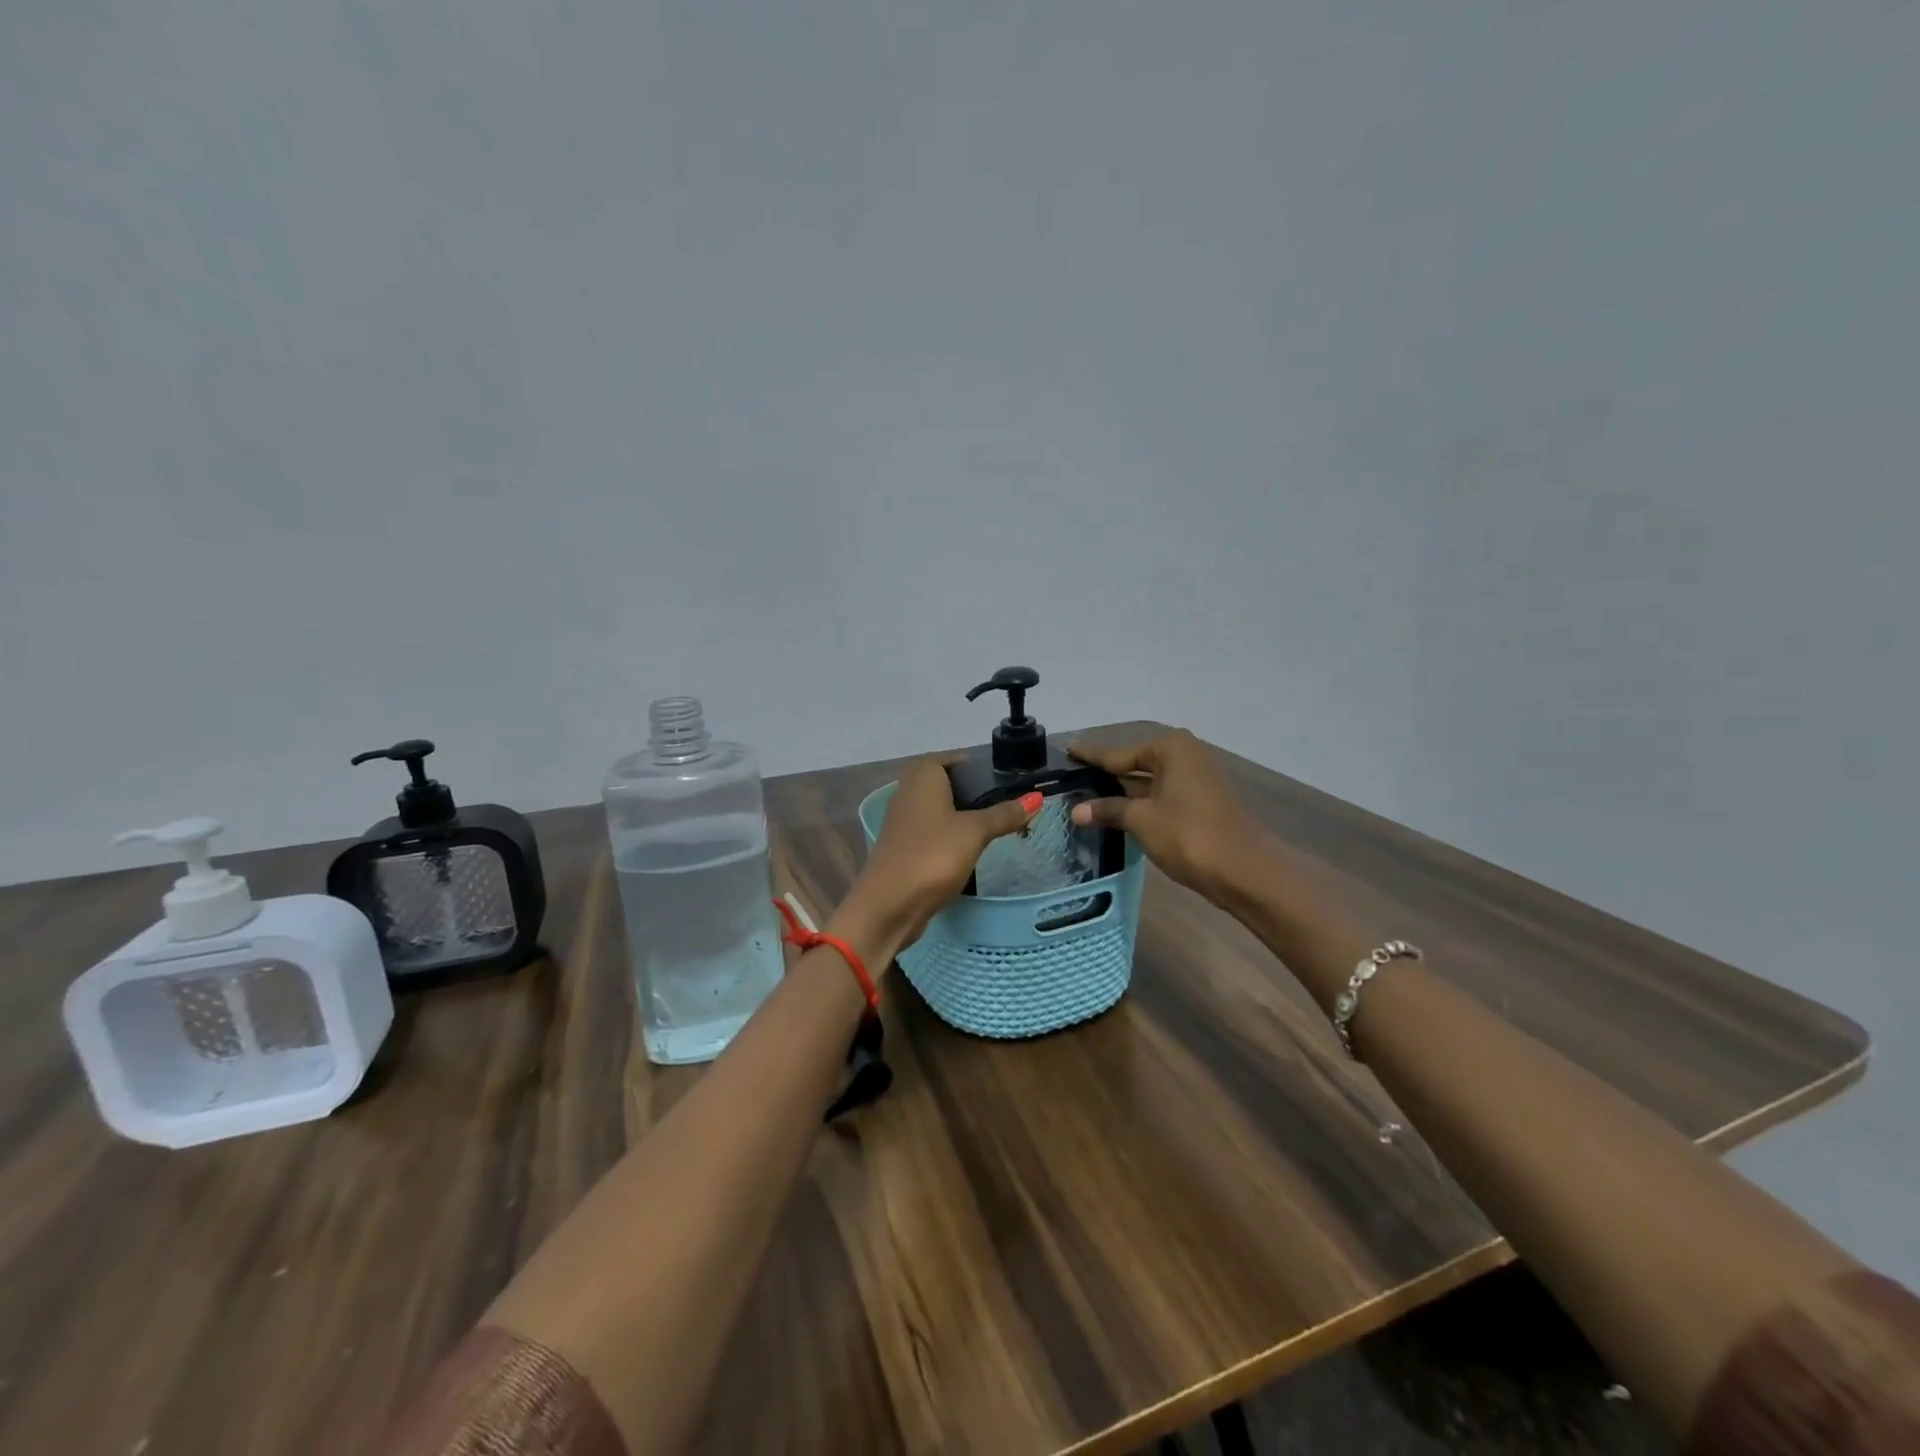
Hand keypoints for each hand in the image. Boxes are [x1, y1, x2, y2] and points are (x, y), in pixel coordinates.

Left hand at [833, 756, 1038, 959]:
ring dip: (962, 817)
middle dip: (973, 792)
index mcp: (922, 777)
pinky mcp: (904, 849)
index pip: (950, 759)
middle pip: (945, 785)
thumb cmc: (933, 855)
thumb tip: (1036, 797)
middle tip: (1005, 803)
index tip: (1003, 778)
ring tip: (996, 827)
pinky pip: (933, 833)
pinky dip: (951, 837)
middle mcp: (908, 793)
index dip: (975, 766)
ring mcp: (903, 823)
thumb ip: (1004, 814)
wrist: (888, 905)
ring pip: (939, 810)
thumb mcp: (975, 832)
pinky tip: (971, 850)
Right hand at [1069, 729, 1263, 903]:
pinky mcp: (1199, 803)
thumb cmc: (1189, 835)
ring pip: (1147, 782)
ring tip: (1085, 797)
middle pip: (1134, 763)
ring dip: (1121, 792)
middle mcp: (1185, 755)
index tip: (1067, 749)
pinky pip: (1160, 796)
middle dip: (1106, 774)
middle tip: (1071, 777)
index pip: (1118, 752)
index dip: (1091, 755)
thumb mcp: (1141, 820)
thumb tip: (1077, 811)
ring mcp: (1195, 779)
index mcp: (1170, 748)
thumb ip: (1108, 810)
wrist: (1244, 871)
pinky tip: (1116, 814)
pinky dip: (1139, 804)